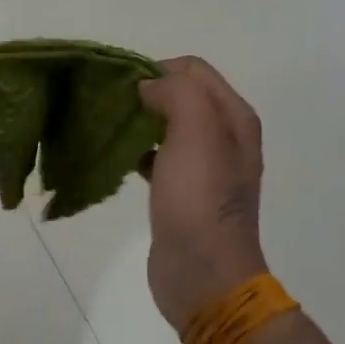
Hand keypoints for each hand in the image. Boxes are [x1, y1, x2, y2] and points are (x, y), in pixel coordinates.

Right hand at [138, 57, 268, 331]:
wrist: (203, 274)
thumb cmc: (200, 198)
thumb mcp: (196, 130)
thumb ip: (177, 92)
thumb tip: (150, 87)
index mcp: (234, 117)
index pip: (193, 69)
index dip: (158, 69)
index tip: (125, 86)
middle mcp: (224, 137)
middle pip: (181, 95)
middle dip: (147, 93)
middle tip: (113, 105)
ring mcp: (205, 167)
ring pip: (167, 126)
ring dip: (140, 122)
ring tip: (111, 129)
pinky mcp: (182, 192)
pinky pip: (158, 157)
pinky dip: (139, 152)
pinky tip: (120, 161)